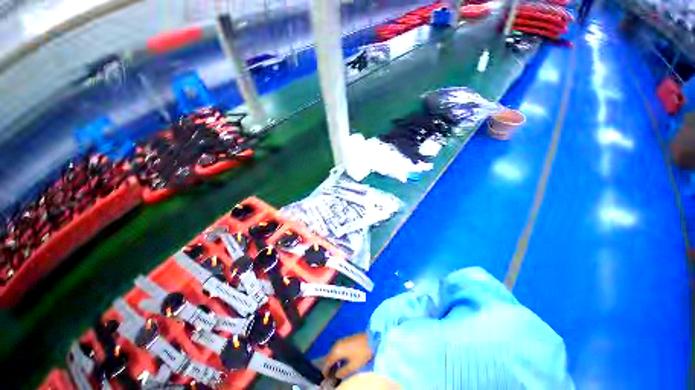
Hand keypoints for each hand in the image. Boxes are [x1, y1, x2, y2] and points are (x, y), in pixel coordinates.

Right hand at [322, 332, 373, 378]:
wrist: (370, 339)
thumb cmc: (362, 353)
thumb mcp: (353, 366)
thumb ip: (343, 372)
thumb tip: (336, 375)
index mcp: (337, 351)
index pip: (327, 363)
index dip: (325, 371)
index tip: (326, 378)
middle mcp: (336, 345)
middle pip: (328, 357)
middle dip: (328, 366)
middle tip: (330, 375)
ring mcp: (340, 341)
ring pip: (332, 353)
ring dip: (332, 361)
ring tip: (335, 370)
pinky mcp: (345, 340)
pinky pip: (336, 349)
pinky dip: (336, 356)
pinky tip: (340, 361)